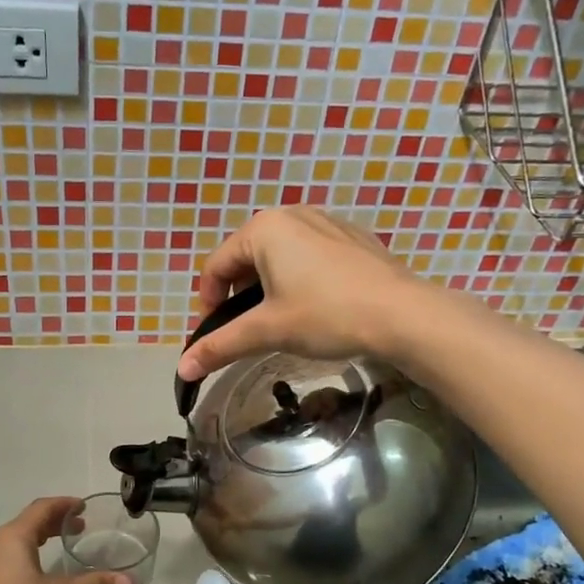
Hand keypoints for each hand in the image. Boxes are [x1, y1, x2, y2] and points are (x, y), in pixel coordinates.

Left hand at [0, 498, 130, 583]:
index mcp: (13, 537)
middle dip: (54, 522)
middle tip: (80, 528)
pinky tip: (37, 576)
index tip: (84, 507)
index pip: (42, 508)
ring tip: (60, 548)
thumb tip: (128, 581)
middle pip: (28, 523)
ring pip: (15, 542)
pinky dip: (26, 556)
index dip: (64, 504)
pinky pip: (7, 558)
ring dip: (39, 539)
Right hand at [177, 207, 435, 380]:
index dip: (207, 301)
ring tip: (283, 319)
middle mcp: (292, 214)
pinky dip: (301, 278)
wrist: (402, 314)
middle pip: (247, 256)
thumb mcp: (267, 331)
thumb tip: (182, 369)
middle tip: (249, 328)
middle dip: (240, 293)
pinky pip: (311, 254)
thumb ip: (221, 346)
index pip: (216, 265)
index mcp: (264, 229)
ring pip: (280, 254)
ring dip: (270, 286)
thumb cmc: (326, 315)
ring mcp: (327, 221)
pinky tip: (318, 306)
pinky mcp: (353, 237)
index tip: (216, 332)